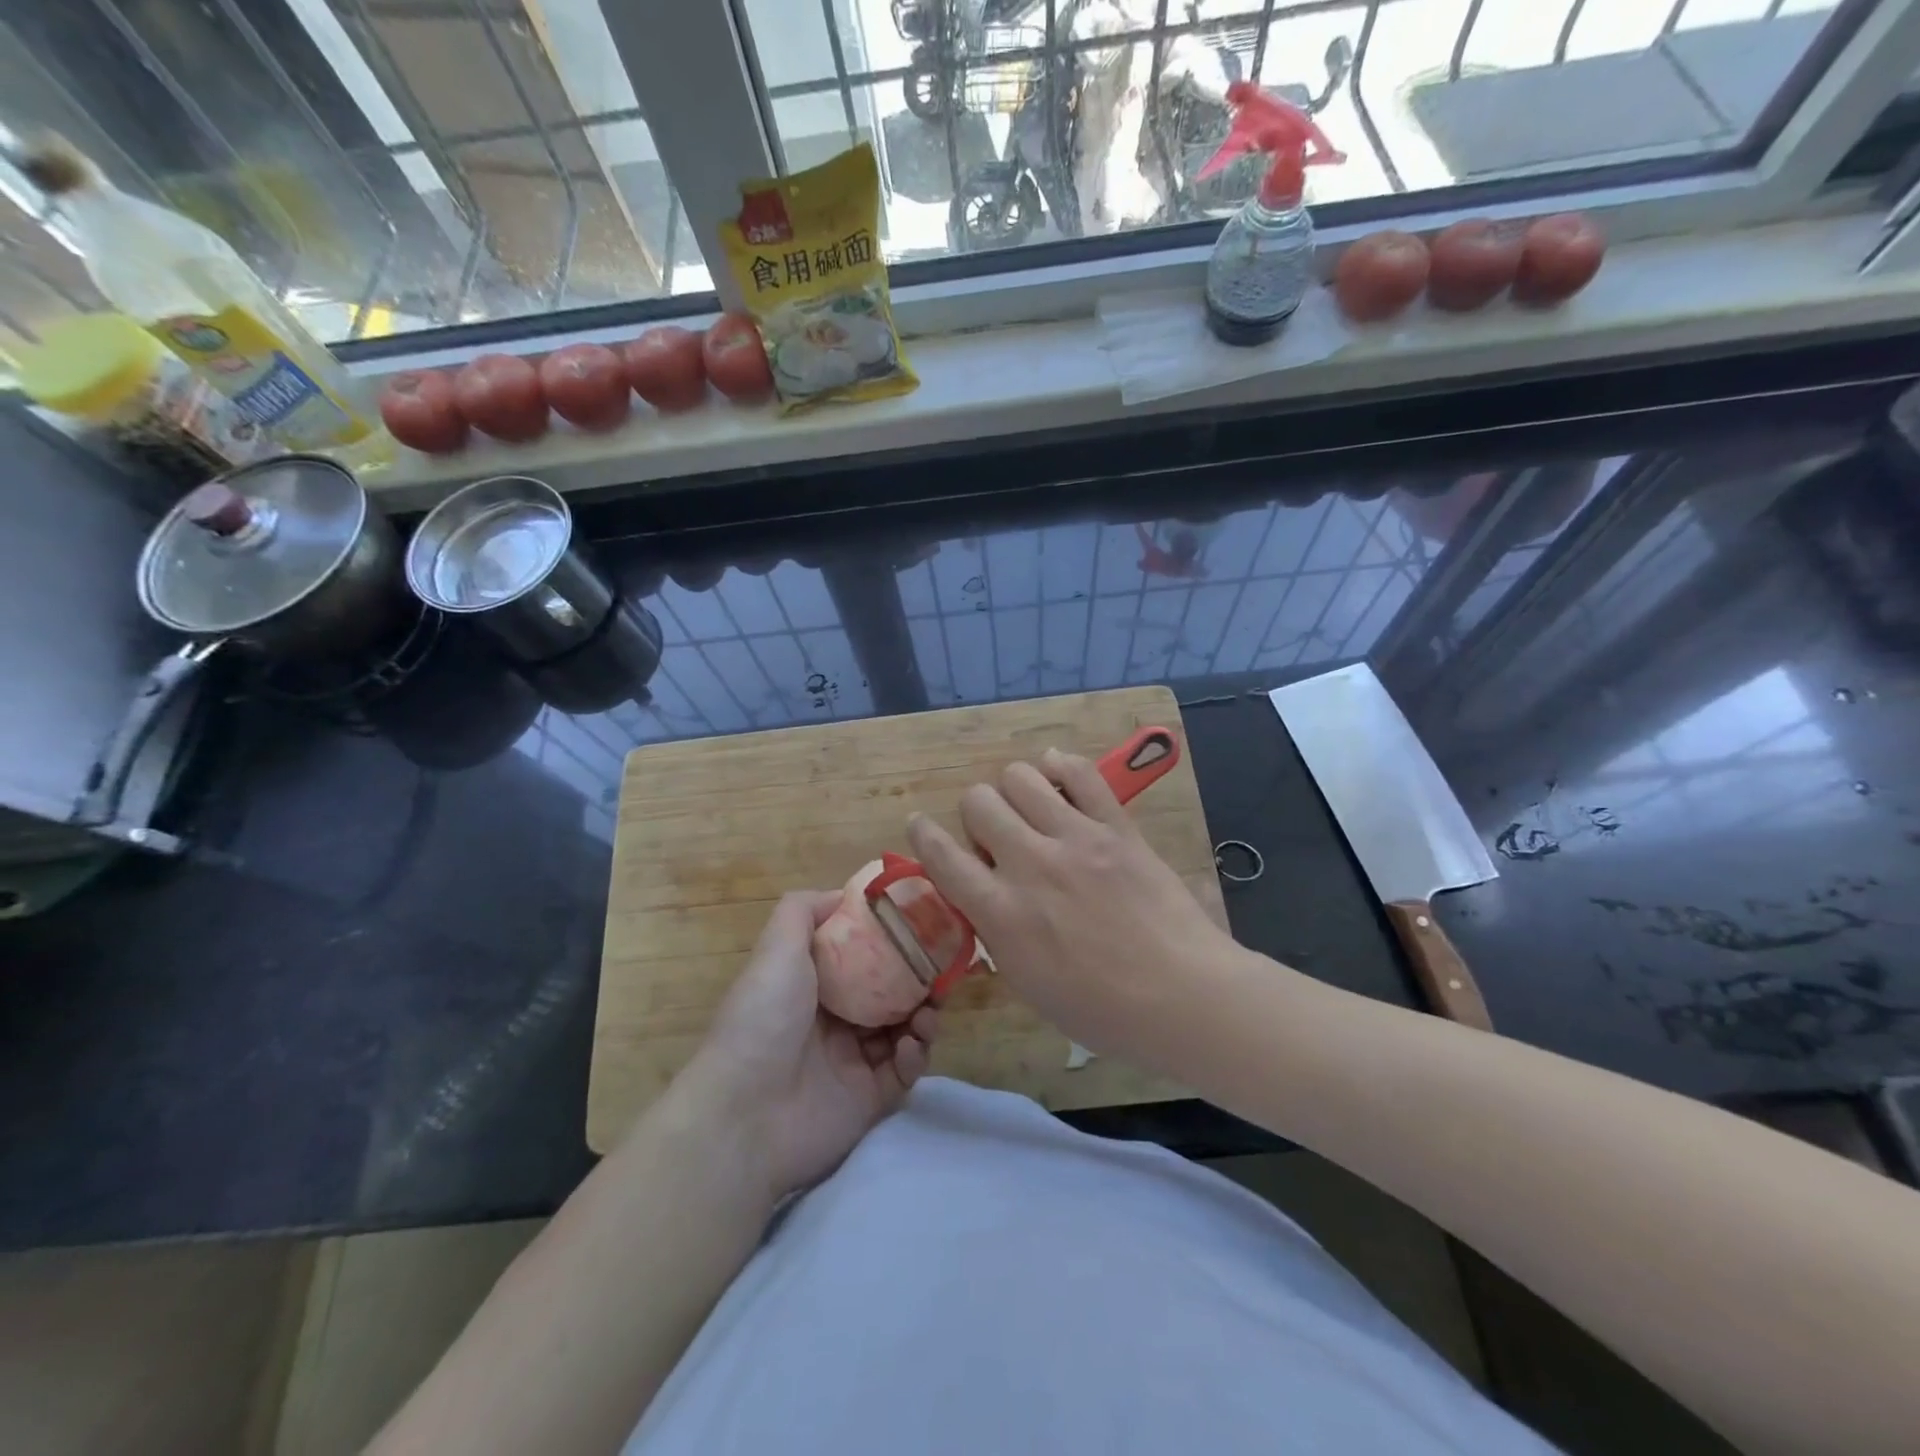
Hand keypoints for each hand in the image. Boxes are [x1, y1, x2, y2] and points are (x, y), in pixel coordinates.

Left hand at [689, 890, 939, 1197]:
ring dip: (923, 1016)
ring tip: (929, 1011)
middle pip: (890, 993)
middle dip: (918, 981)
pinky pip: (904, 1072)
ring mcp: (853, 1061)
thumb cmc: (764, 1018)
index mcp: (813, 985)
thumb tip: (842, 894)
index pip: (862, 958)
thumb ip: (804, 910)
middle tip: (941, 973)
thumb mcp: (777, 947)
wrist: (744, 1113)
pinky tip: (910, 1046)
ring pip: (904, 1030)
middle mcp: (834, 1020)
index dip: (892, 943)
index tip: (922, 928)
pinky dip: (915, 1055)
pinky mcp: (869, 1099)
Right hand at [906, 749, 1241, 1067]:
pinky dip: (1060, 767)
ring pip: (1020, 777)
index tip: (920, 826)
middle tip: (996, 835)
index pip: (941, 855)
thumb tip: (984, 895)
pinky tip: (1057, 776)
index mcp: (1001, 913)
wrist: (1182, 996)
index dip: (923, 834)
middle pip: (978, 801)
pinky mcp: (1116, 827)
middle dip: (977, 813)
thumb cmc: (1102, 1010)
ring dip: (1014, 789)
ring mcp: (1075, 839)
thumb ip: (996, 933)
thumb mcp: (1028, 985)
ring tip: (1029, 808)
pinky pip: (1079, 774)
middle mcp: (1030, 865)